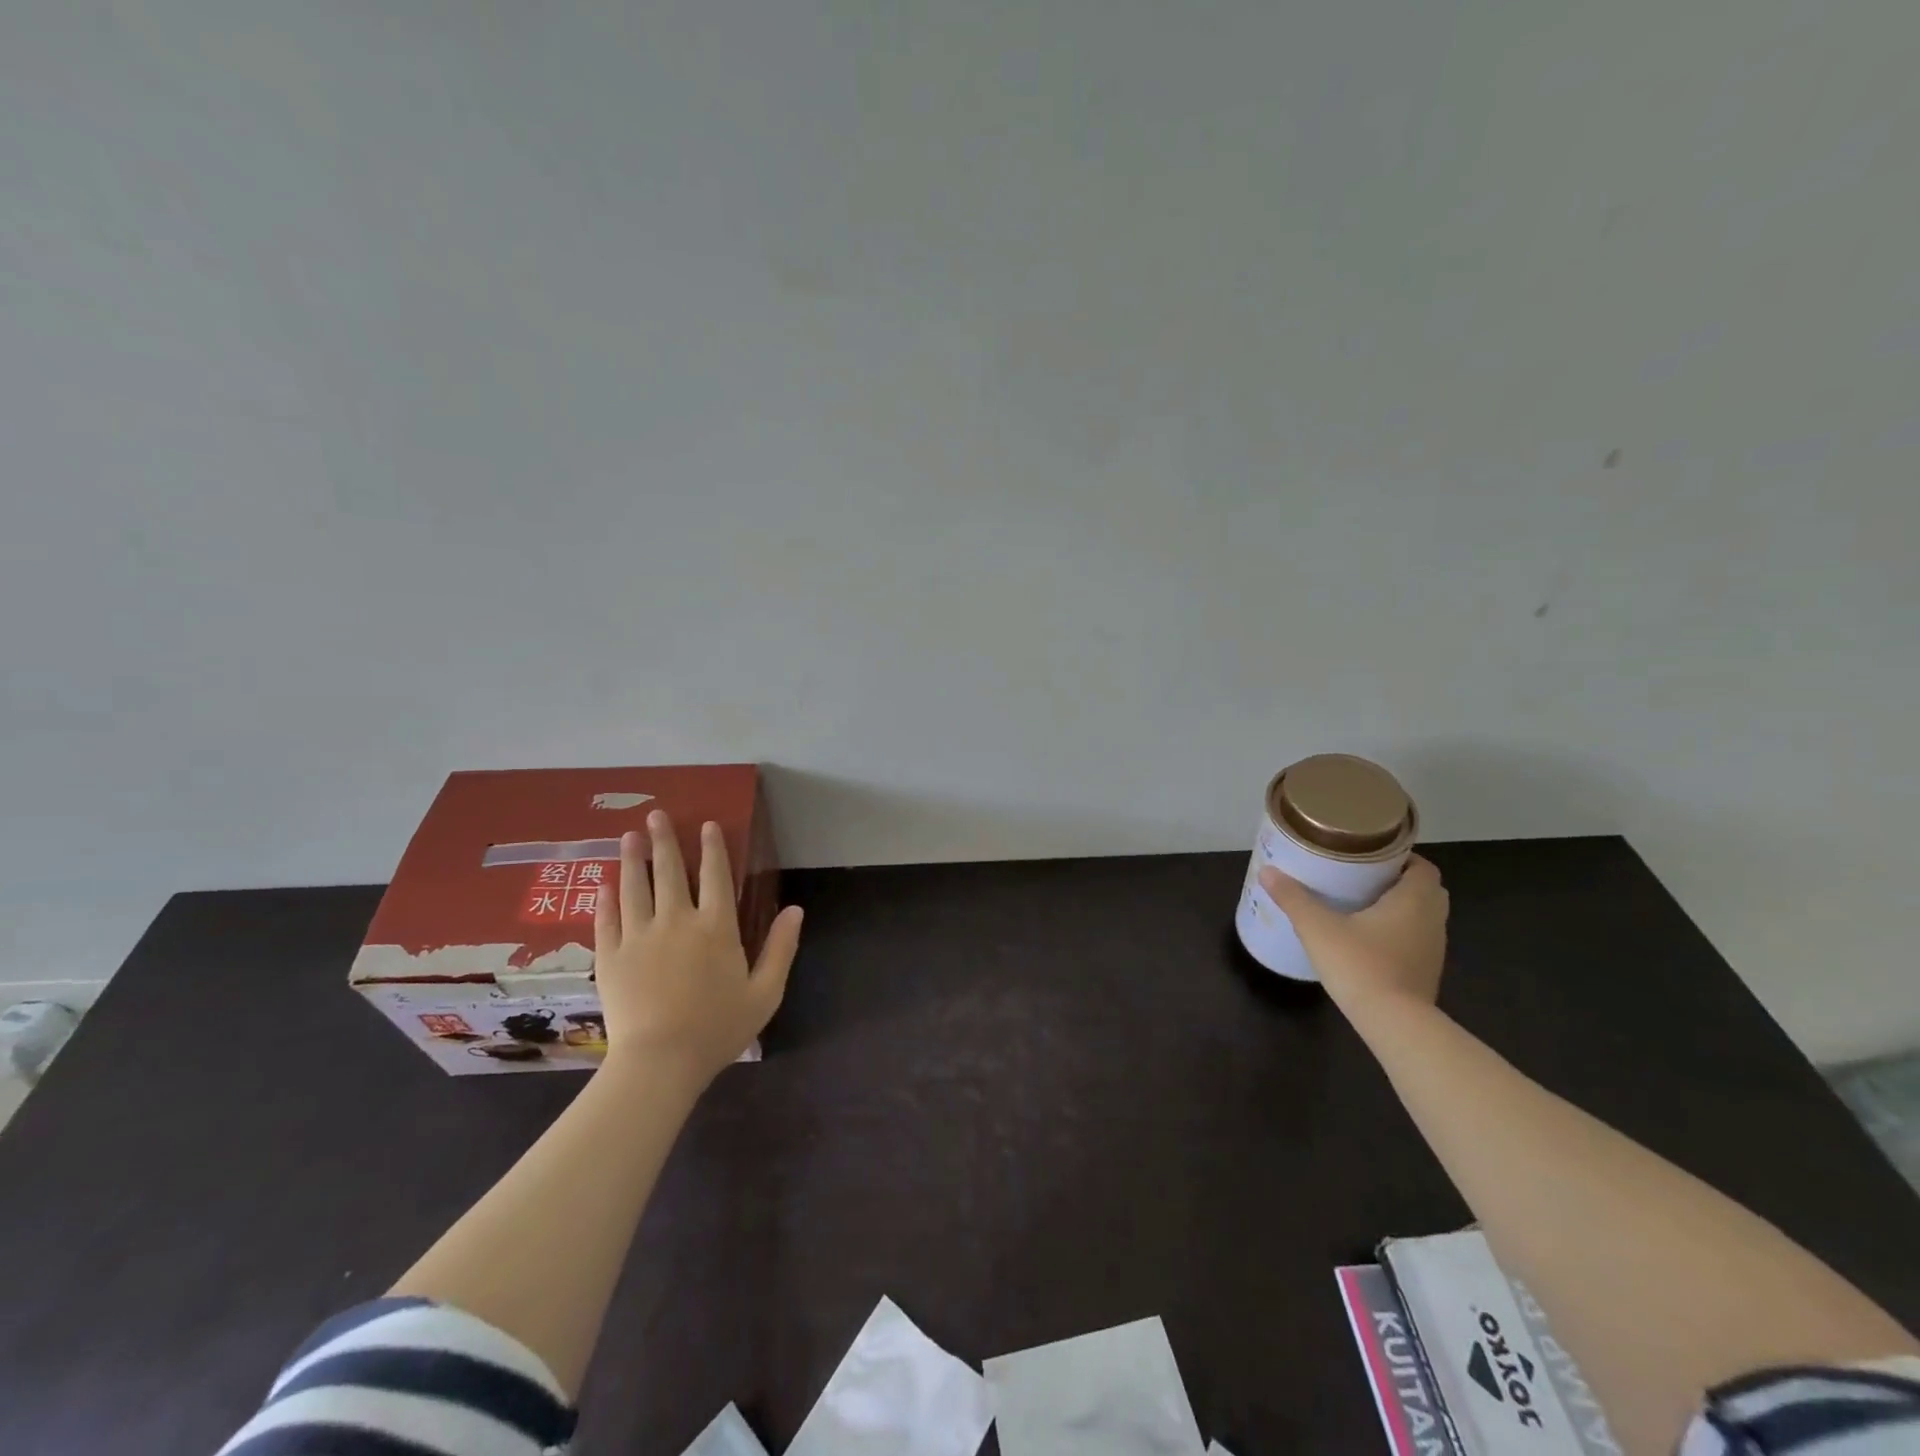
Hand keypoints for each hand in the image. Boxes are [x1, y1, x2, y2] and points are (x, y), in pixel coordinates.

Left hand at [594, 811, 803, 1089]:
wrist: (659, 1062)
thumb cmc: (718, 1028)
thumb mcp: (765, 992)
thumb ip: (781, 948)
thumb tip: (795, 909)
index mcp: (716, 927)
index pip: (715, 875)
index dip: (712, 848)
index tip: (706, 825)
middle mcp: (676, 921)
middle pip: (669, 871)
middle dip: (663, 840)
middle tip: (654, 815)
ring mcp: (638, 936)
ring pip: (634, 887)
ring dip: (632, 859)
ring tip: (629, 836)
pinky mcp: (611, 956)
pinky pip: (606, 919)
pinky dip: (606, 898)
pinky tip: (604, 883)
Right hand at [1258, 853, 1448, 1010]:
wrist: (1394, 1023)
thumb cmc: (1361, 964)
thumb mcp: (1318, 927)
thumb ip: (1293, 898)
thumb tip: (1267, 872)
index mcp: (1414, 899)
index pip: (1422, 866)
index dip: (1401, 857)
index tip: (1371, 856)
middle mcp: (1432, 919)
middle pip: (1426, 889)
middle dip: (1399, 880)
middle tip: (1363, 877)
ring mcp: (1434, 948)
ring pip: (1423, 916)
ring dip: (1401, 907)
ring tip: (1363, 904)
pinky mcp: (1427, 972)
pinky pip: (1417, 939)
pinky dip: (1400, 932)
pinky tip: (1369, 939)